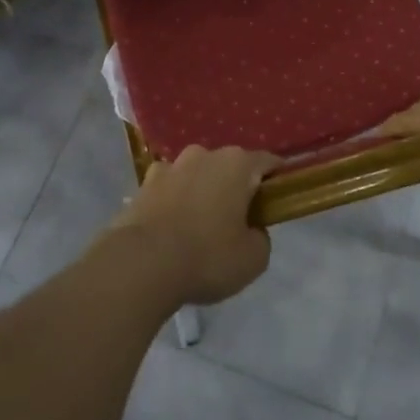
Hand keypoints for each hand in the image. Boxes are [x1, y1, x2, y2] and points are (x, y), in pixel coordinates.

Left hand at [108, 146, 277, 306]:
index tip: (279, 200)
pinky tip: (171, 229)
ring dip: (202, 192)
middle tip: (238, 221)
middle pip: (229, 167)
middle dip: (236, 188)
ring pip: (197, 175)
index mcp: (237, 164)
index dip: (277, 179)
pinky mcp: (143, 184)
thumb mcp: (253, 259)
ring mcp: (170, 166)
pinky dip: (174, 202)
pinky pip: (169, 189)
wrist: (140, 264)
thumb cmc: (206, 257)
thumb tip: (251, 229)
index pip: (268, 162)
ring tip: (200, 227)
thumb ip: (261, 237)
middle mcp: (203, 154)